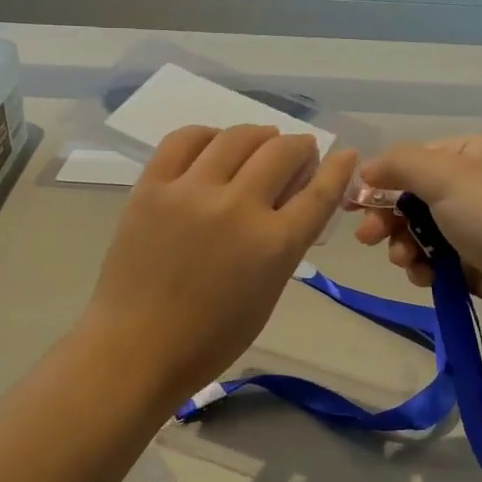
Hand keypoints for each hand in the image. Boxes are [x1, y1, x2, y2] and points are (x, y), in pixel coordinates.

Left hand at [83, 125, 356, 396]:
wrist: (136, 347)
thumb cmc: (210, 337)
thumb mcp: (268, 294)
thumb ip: (285, 243)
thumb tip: (293, 199)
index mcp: (274, 245)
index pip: (319, 192)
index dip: (338, 168)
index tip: (345, 154)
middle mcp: (238, 207)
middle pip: (281, 153)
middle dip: (299, 146)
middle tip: (298, 151)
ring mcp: (191, 192)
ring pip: (236, 137)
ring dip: (259, 134)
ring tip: (261, 140)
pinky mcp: (152, 187)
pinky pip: (184, 139)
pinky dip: (207, 134)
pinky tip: (214, 142)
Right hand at [351, 133, 481, 340]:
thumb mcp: (444, 176)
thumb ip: (399, 165)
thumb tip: (366, 169)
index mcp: (472, 153)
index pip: (413, 160)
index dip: (381, 180)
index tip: (353, 204)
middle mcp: (475, 184)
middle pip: (412, 197)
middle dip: (388, 218)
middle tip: (368, 239)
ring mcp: (478, 225)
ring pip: (420, 231)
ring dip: (404, 245)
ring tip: (405, 261)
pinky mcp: (478, 262)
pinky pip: (437, 259)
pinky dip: (424, 267)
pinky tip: (425, 277)